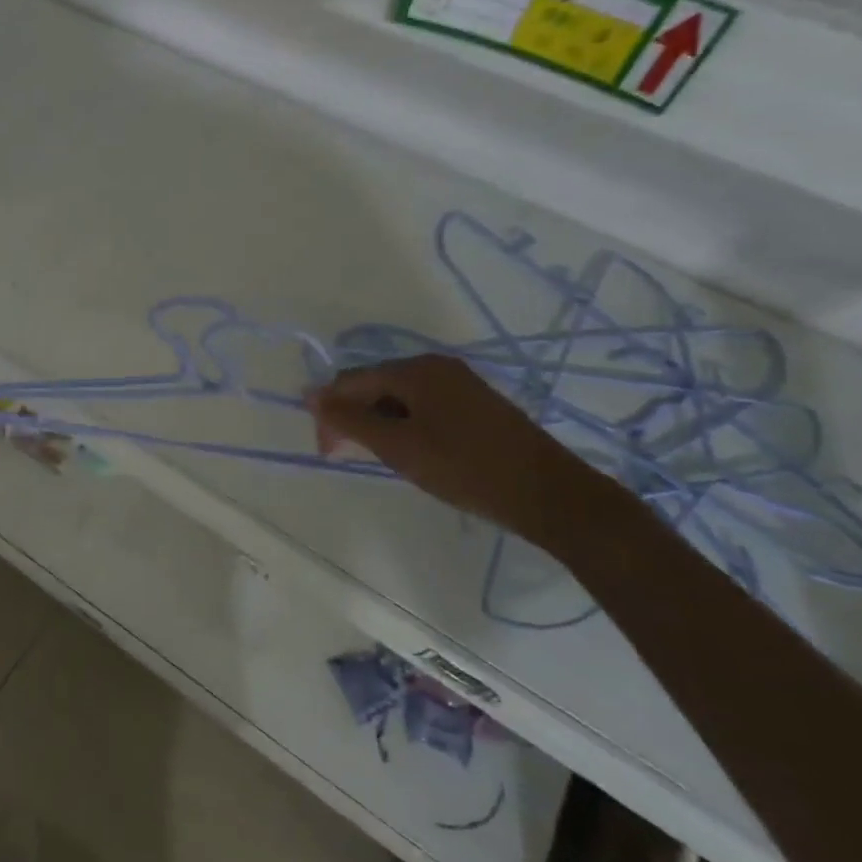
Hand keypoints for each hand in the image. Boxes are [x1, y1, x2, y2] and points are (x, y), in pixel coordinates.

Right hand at [305, 355, 601, 531]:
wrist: (550, 495)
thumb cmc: (466, 469)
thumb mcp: (398, 447)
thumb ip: (350, 419)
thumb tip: (310, 395)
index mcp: (415, 369)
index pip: (351, 381)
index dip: (331, 414)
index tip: (329, 454)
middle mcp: (435, 365)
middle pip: (374, 385)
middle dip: (355, 418)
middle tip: (352, 458)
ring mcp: (459, 383)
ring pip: (398, 398)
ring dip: (381, 425)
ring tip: (387, 460)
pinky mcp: (475, 404)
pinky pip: (423, 406)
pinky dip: (407, 427)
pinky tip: (415, 454)